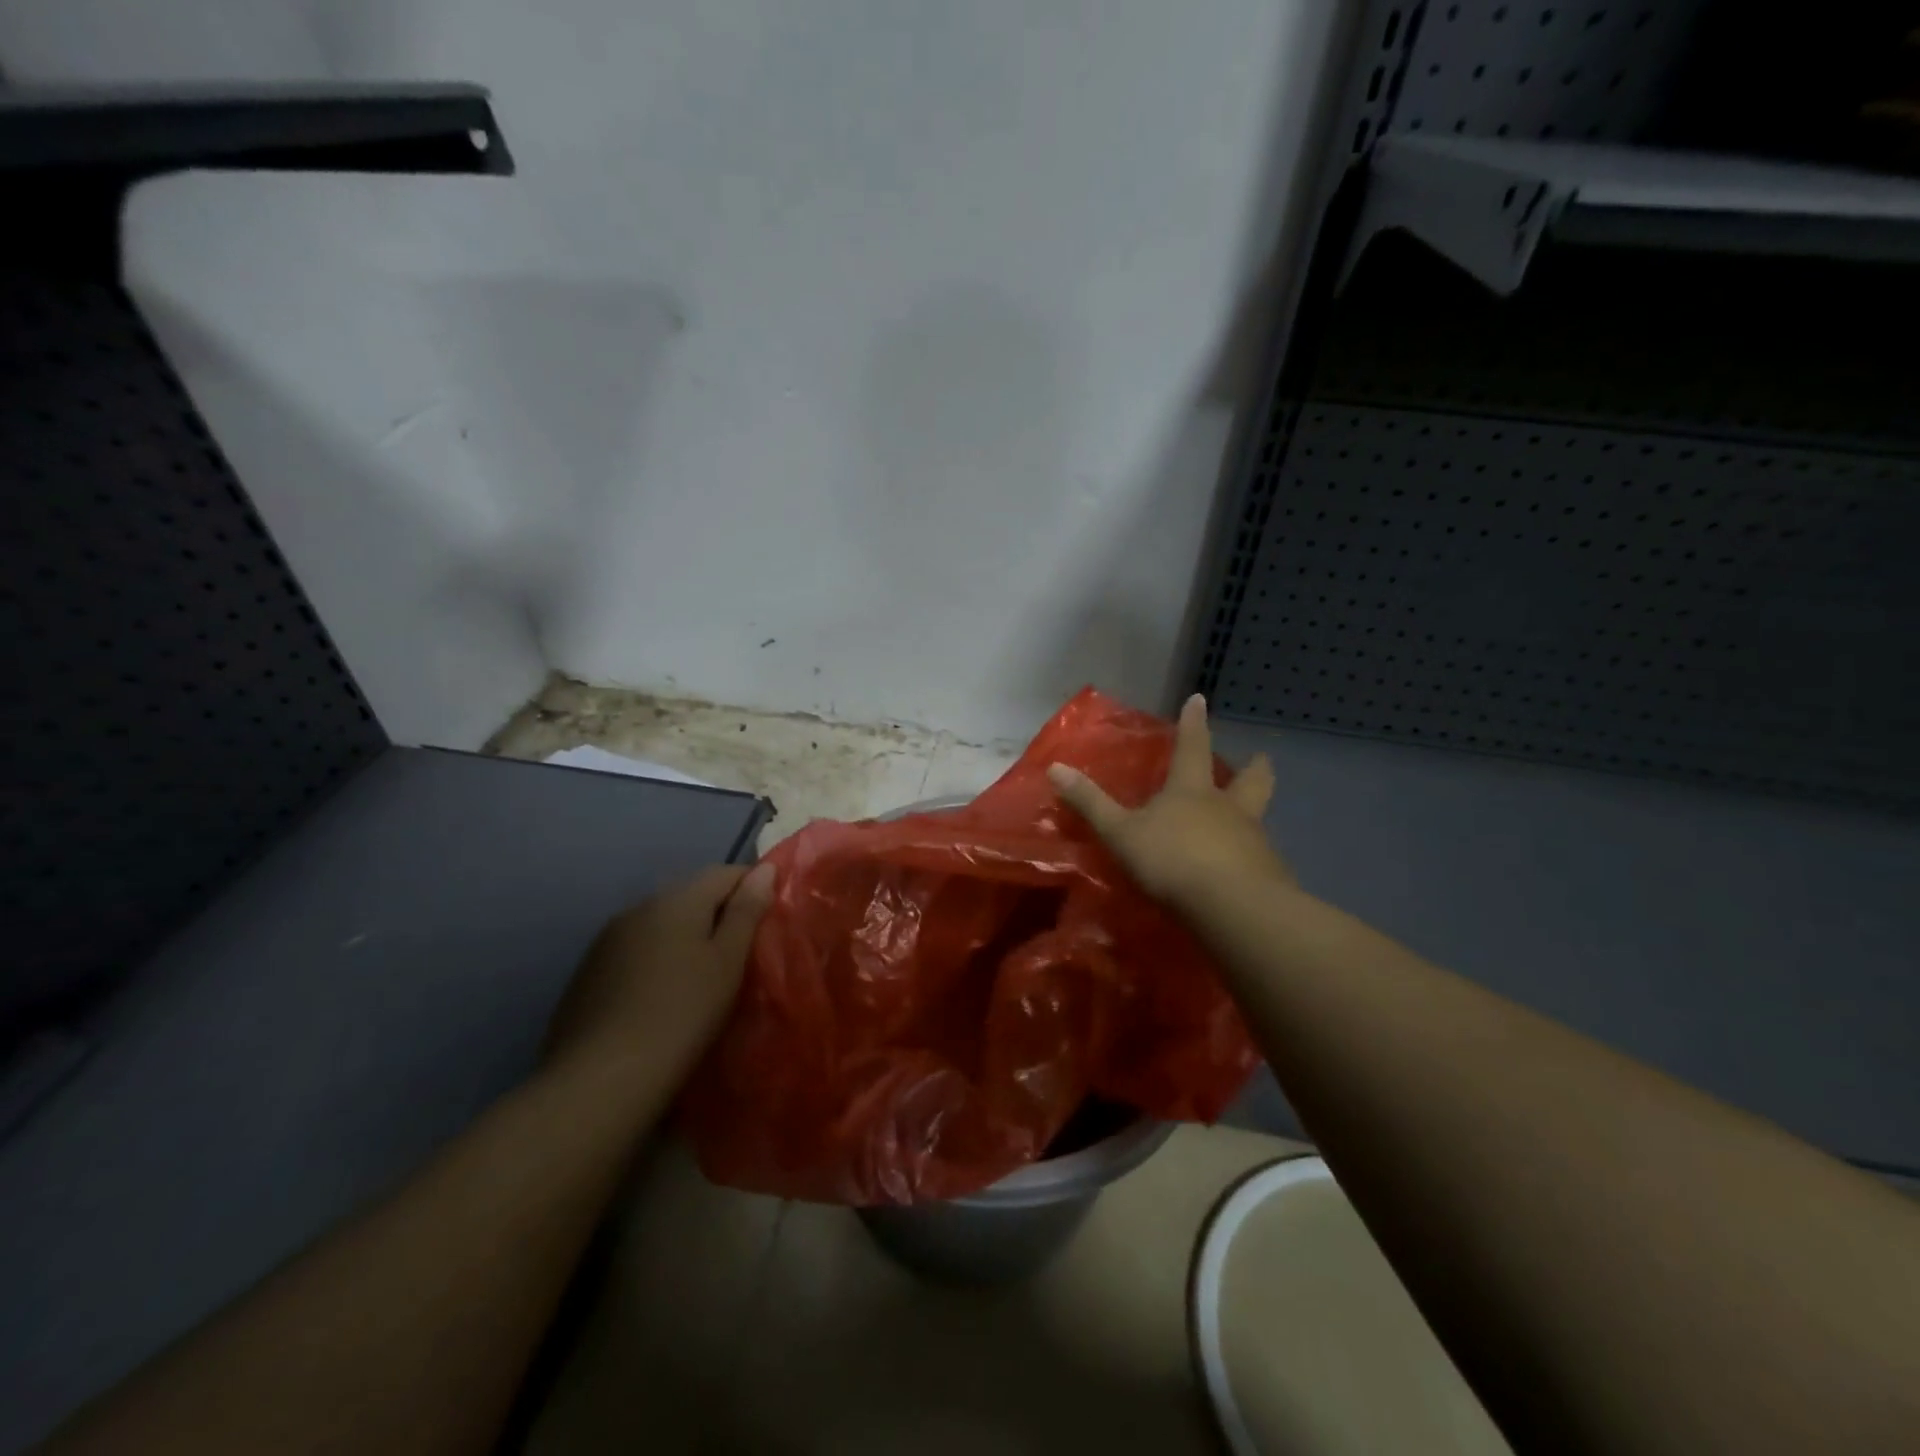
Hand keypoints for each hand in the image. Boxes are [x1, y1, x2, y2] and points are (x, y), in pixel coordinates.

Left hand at [542, 864, 774, 1095]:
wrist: (600, 1080)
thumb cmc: (682, 1014)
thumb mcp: (727, 962)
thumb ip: (746, 911)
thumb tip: (764, 869)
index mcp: (677, 899)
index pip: (725, 872)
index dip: (752, 886)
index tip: (769, 918)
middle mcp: (639, 907)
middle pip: (690, 895)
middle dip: (718, 912)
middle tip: (741, 951)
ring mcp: (608, 939)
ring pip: (660, 923)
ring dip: (685, 936)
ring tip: (703, 975)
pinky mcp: (588, 971)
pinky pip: (635, 949)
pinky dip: (656, 958)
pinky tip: (662, 994)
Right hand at [1047, 694, 1289, 909]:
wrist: (1232, 906)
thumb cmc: (1172, 859)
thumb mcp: (1121, 833)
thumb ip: (1091, 803)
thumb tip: (1055, 767)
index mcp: (1192, 791)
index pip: (1193, 747)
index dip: (1194, 723)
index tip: (1200, 699)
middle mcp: (1228, 808)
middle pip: (1250, 780)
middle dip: (1254, 767)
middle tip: (1262, 757)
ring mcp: (1253, 840)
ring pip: (1257, 817)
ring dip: (1254, 811)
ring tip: (1248, 817)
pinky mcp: (1267, 875)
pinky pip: (1260, 856)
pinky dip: (1253, 855)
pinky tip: (1244, 866)